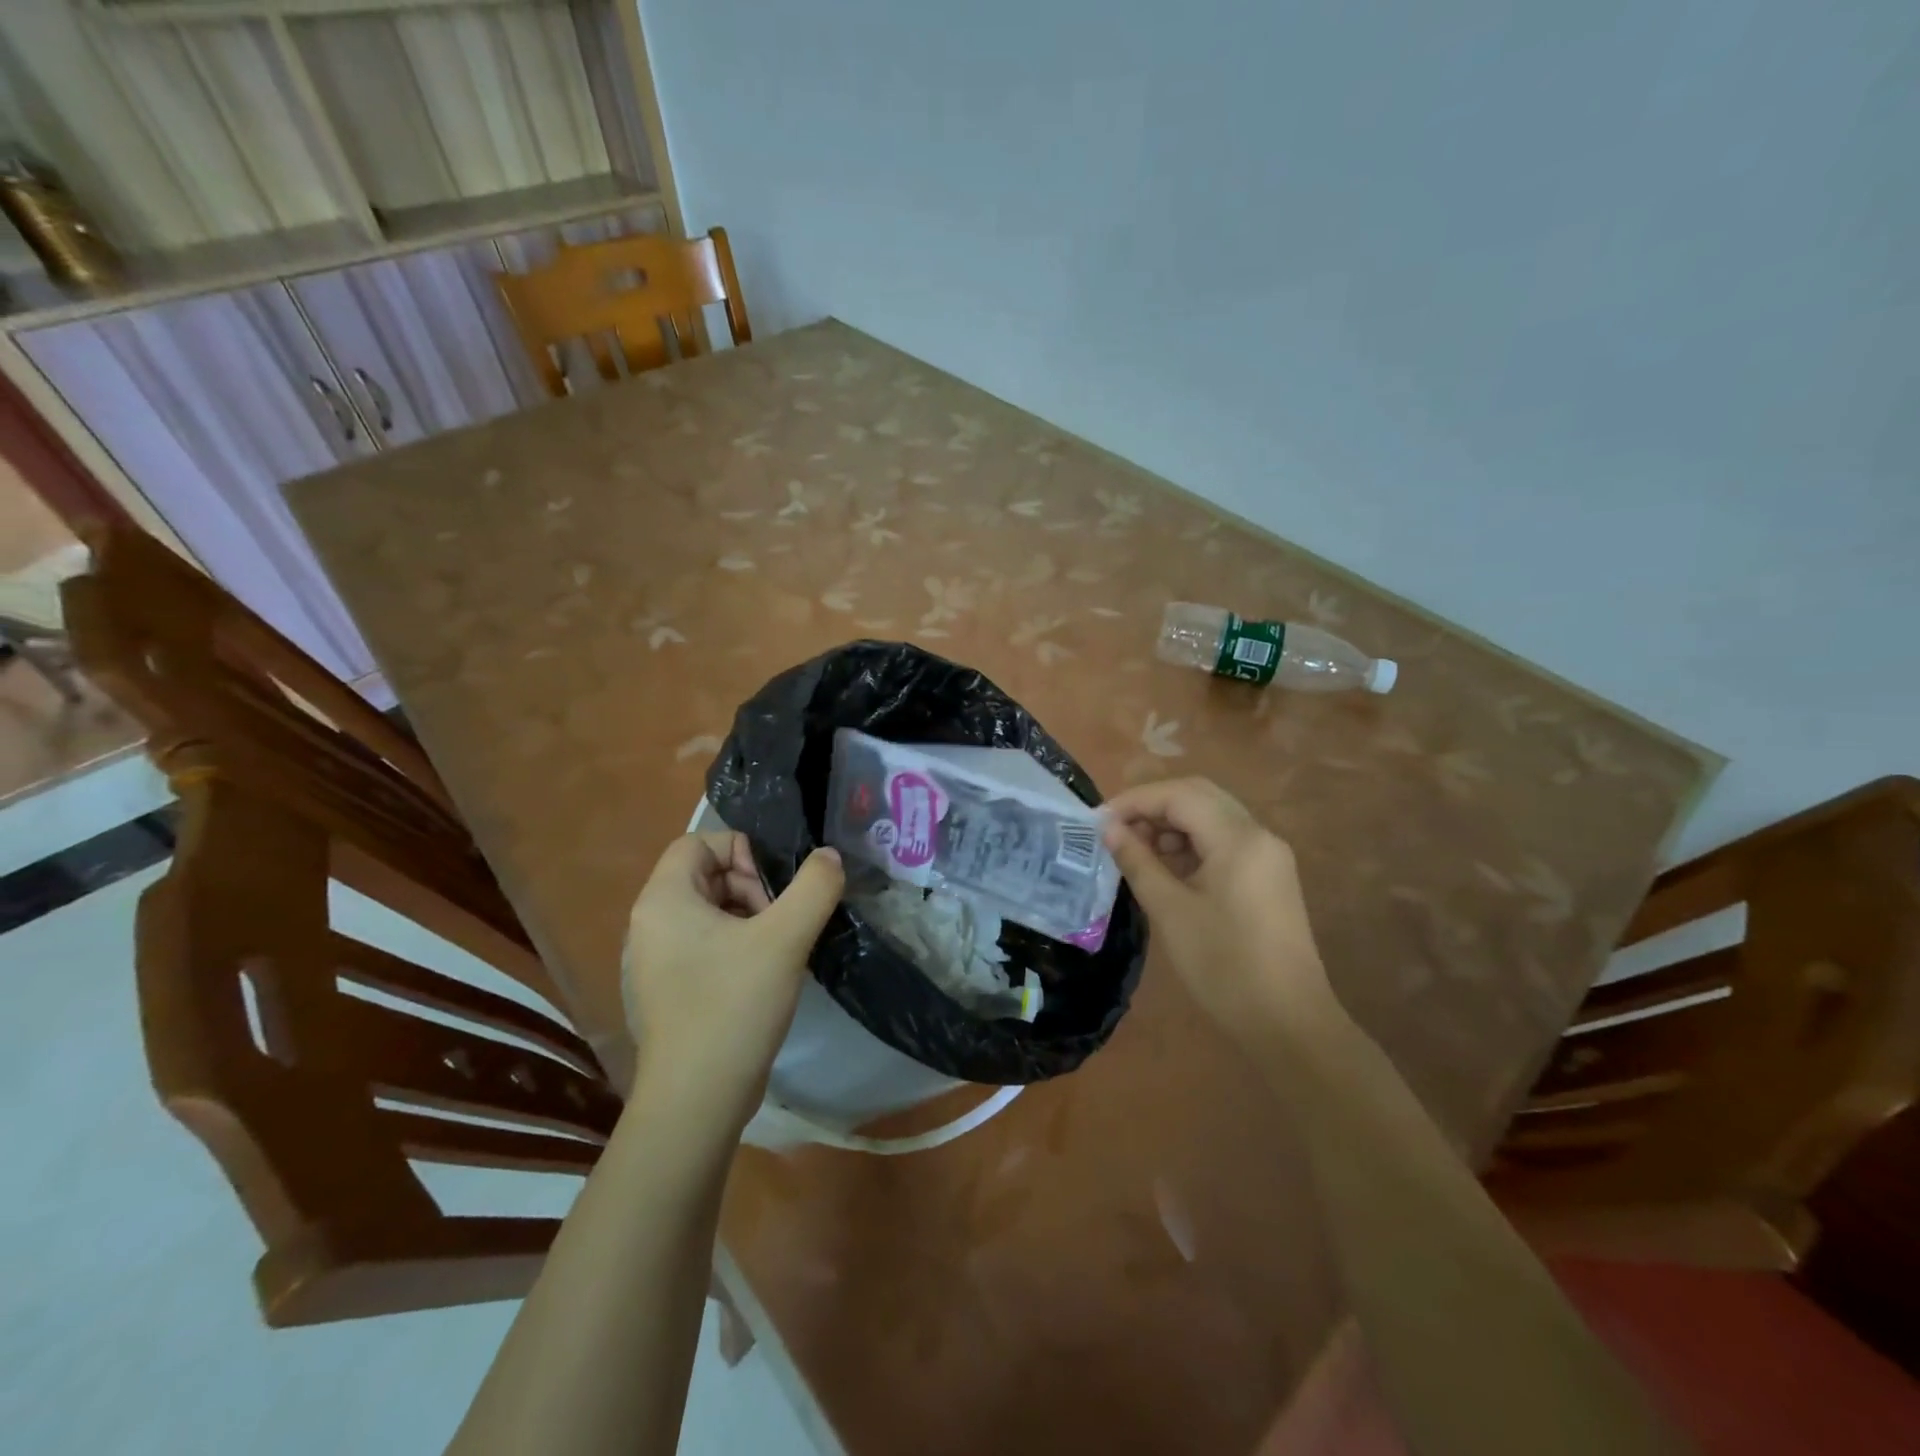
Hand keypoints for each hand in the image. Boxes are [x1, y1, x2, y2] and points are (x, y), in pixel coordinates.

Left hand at [622, 833, 843, 1135]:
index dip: (743, 852)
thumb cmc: (733, 1006)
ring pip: (709, 913)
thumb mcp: (785, 938)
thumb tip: (829, 856)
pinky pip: (704, 946)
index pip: (699, 842)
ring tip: (778, 951)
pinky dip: (736, 947)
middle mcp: (648, 924)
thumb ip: (814, 886)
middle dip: (751, 888)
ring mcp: (654, 961)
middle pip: (706, 876)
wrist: (696, 1100)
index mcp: (663, 900)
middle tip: (780, 923)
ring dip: (749, 919)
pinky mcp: (668, 992)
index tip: (774, 890)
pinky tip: (762, 978)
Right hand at [1102, 777, 1339, 1046]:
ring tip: (1136, 851)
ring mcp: (1268, 856)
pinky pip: (1225, 842)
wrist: (1288, 1023)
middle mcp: (1259, 835)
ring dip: (1172, 824)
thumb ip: (1137, 861)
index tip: (1099, 821)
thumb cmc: (1223, 966)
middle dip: (1154, 806)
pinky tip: (1166, 868)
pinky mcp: (1269, 877)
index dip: (1135, 801)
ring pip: (1212, 817)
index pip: (1179, 795)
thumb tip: (1108, 829)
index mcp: (1239, 839)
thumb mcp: (1170, 911)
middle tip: (1116, 830)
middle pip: (1199, 797)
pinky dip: (1192, 844)